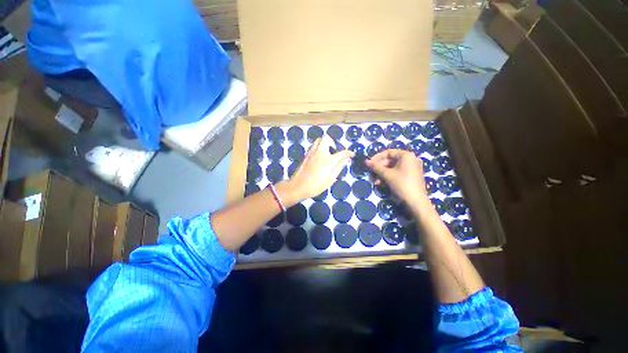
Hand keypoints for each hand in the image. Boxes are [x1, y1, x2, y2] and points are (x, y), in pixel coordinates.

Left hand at [288, 135, 353, 199]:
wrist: (298, 187)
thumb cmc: (316, 185)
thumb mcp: (330, 179)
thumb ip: (339, 167)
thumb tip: (346, 160)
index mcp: (328, 160)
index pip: (341, 153)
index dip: (348, 153)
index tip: (352, 154)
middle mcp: (320, 152)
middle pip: (326, 139)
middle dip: (333, 142)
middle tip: (335, 151)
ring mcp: (311, 152)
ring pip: (319, 140)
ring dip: (325, 143)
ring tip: (327, 153)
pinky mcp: (306, 155)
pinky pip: (314, 146)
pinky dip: (319, 147)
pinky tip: (320, 156)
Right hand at [365, 149, 427, 207]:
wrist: (416, 202)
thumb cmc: (401, 184)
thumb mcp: (387, 175)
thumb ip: (375, 167)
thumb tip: (365, 161)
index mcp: (406, 155)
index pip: (388, 152)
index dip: (377, 158)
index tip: (369, 164)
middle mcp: (411, 159)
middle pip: (390, 160)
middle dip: (379, 167)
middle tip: (371, 173)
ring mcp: (412, 168)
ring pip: (393, 168)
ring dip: (382, 173)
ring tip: (375, 180)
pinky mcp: (412, 176)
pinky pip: (398, 172)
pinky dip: (389, 176)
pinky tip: (381, 183)